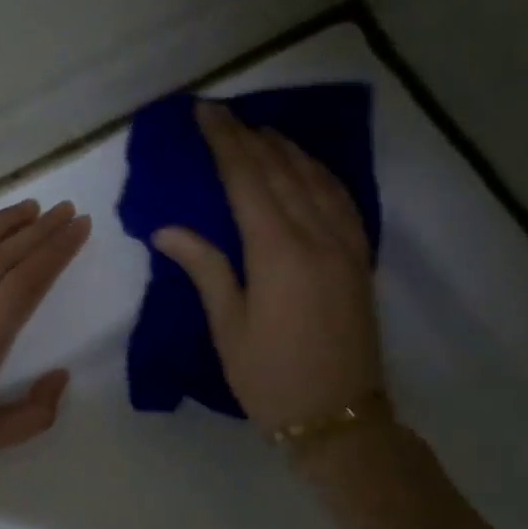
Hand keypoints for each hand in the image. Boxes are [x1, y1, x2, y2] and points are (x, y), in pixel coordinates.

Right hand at [153, 102, 382, 429]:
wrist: (338, 417)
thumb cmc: (270, 379)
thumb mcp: (228, 328)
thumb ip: (205, 269)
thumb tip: (168, 229)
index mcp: (277, 252)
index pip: (246, 178)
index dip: (223, 141)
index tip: (203, 111)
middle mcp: (316, 235)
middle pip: (280, 169)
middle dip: (248, 136)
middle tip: (222, 112)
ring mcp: (345, 243)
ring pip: (314, 177)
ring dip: (284, 148)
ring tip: (258, 130)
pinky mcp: (360, 257)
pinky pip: (340, 197)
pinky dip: (318, 172)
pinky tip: (306, 166)